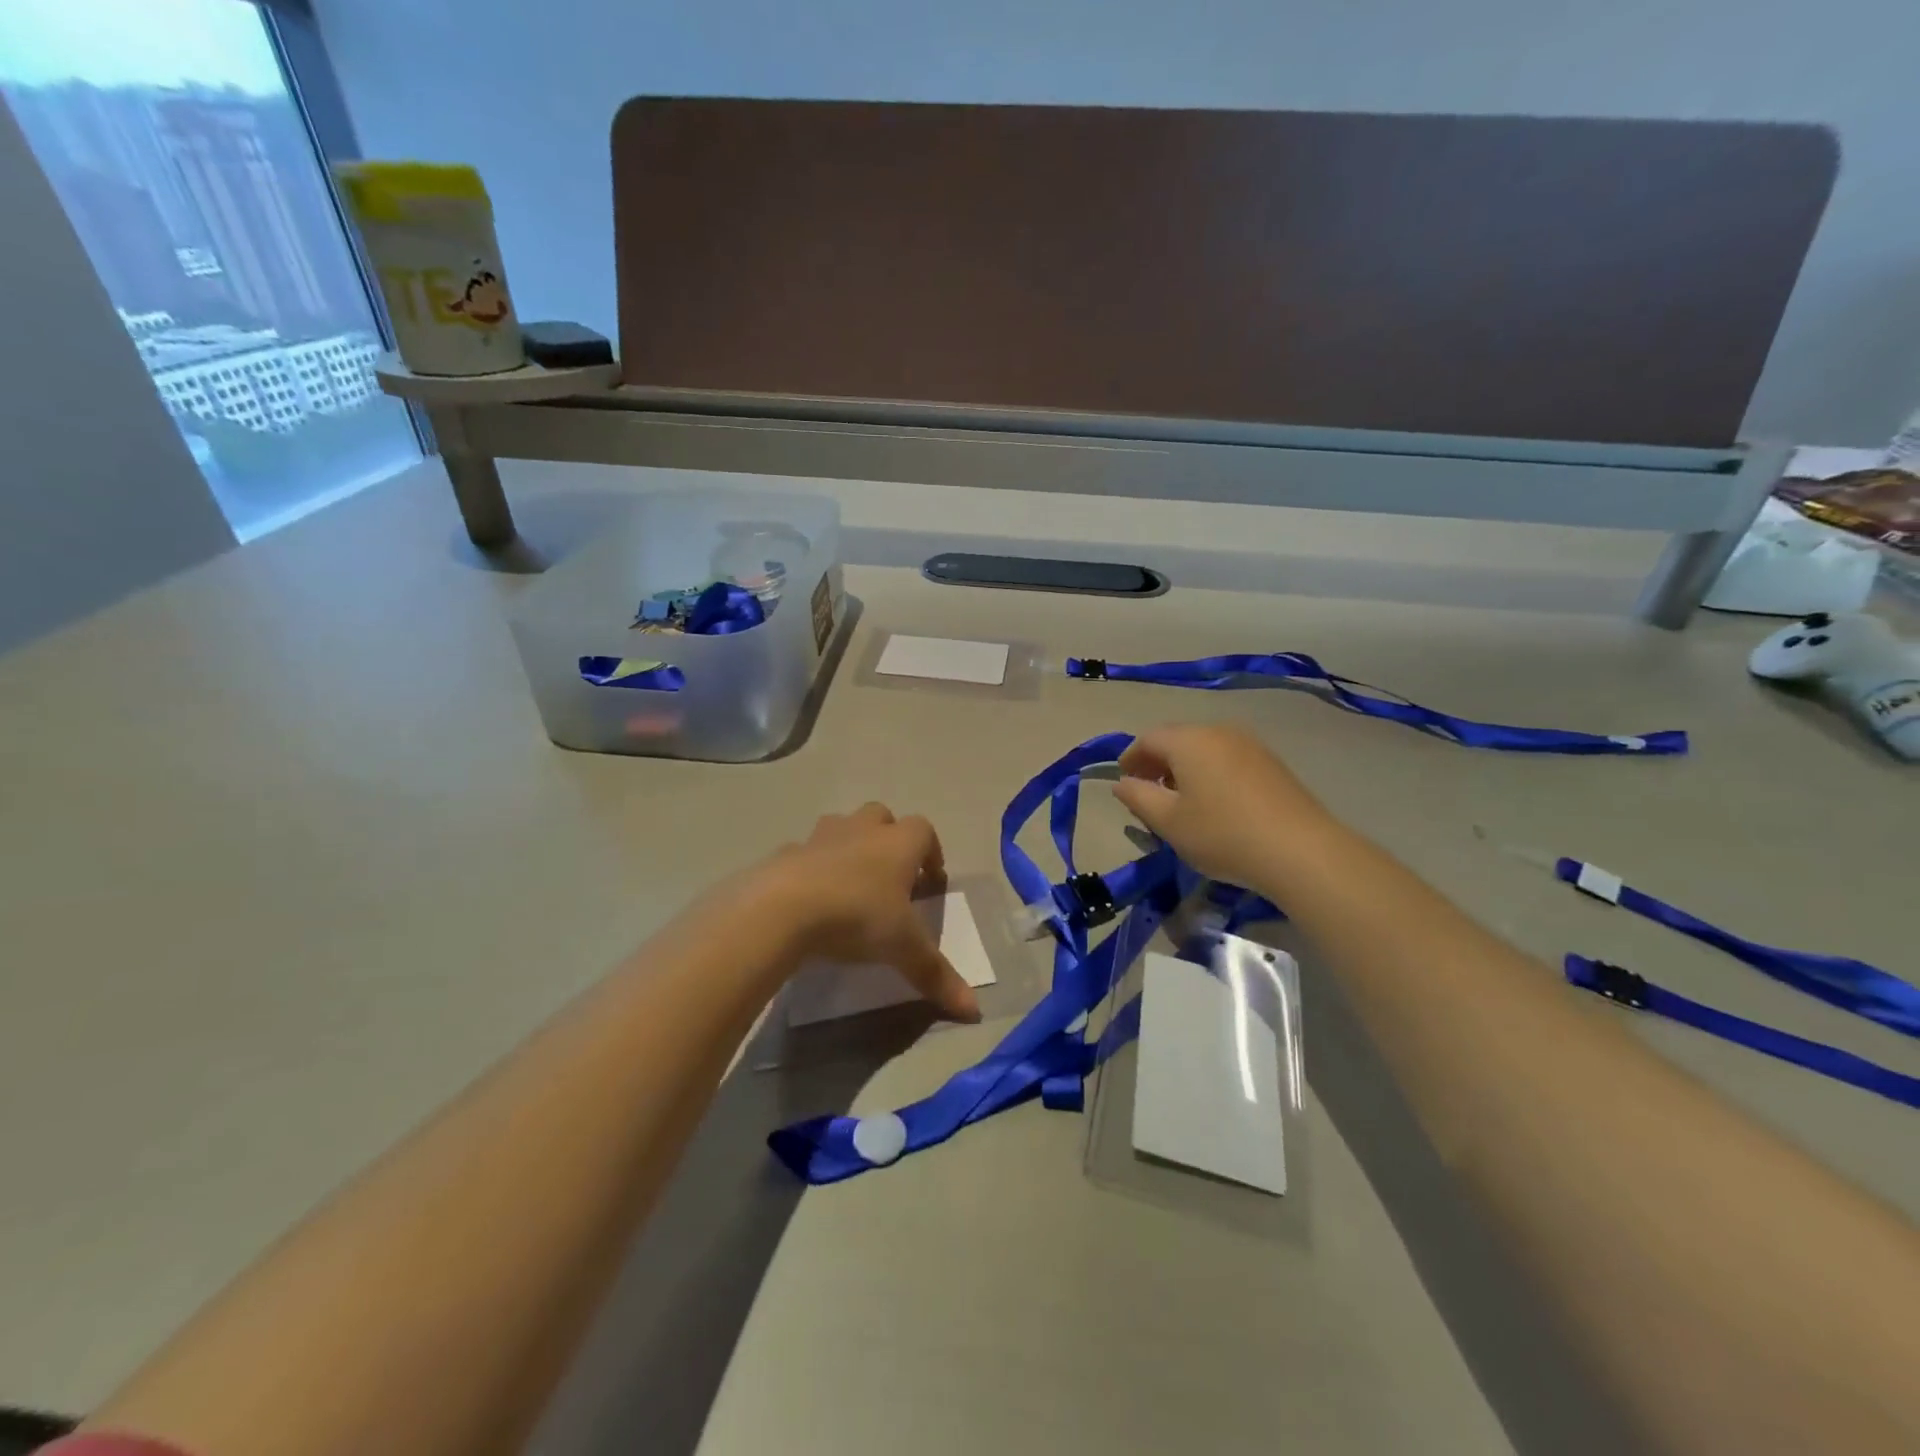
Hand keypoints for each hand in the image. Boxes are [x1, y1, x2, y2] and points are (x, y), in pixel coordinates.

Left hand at [748, 803, 981, 1021]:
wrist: (782, 909)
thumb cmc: (857, 917)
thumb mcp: (903, 949)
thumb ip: (937, 975)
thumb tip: (975, 1010)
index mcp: (897, 844)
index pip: (924, 831)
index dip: (931, 853)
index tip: (931, 882)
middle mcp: (861, 830)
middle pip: (881, 817)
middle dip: (889, 839)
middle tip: (891, 877)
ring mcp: (820, 837)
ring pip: (841, 827)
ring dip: (849, 847)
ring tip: (850, 885)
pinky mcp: (786, 854)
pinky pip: (805, 854)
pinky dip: (812, 869)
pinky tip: (810, 900)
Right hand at [1114, 724, 1335, 889]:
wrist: (1300, 850)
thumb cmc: (1222, 834)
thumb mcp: (1168, 822)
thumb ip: (1138, 797)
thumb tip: (1122, 783)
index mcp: (1189, 741)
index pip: (1148, 738)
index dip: (1130, 757)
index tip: (1124, 780)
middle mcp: (1219, 731)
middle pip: (1178, 739)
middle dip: (1158, 762)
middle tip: (1148, 792)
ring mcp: (1250, 745)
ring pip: (1205, 749)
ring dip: (1185, 768)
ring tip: (1180, 801)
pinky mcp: (1272, 763)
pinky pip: (1228, 759)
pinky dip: (1210, 773)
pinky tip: (1214, 803)